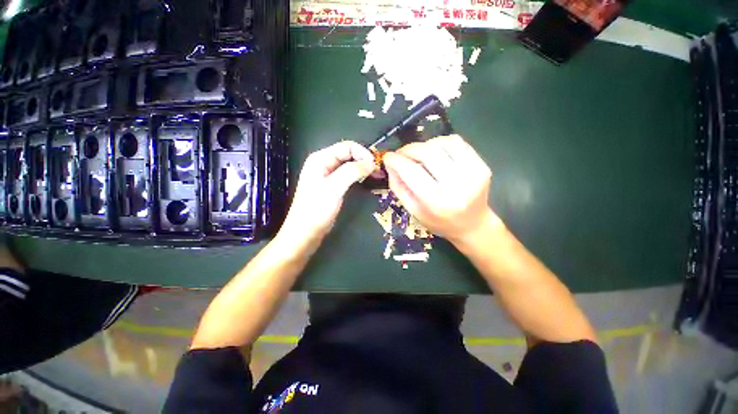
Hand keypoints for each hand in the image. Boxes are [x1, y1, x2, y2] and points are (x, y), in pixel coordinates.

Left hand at [281, 141, 376, 242]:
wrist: (305, 232)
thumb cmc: (316, 209)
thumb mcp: (334, 188)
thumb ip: (352, 172)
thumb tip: (371, 163)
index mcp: (320, 158)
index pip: (347, 146)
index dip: (363, 153)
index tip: (375, 166)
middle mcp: (323, 163)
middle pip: (348, 154)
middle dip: (364, 160)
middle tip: (378, 171)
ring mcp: (327, 174)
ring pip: (349, 164)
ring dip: (362, 168)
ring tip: (375, 175)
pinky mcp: (331, 185)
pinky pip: (347, 174)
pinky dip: (358, 175)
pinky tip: (365, 180)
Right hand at [383, 135, 501, 245]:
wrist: (472, 225)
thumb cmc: (439, 221)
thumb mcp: (413, 211)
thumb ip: (399, 187)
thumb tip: (390, 163)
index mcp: (437, 202)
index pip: (412, 172)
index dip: (396, 161)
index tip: (387, 157)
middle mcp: (457, 186)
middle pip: (428, 154)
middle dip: (408, 149)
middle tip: (400, 153)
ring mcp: (473, 173)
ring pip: (443, 144)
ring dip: (424, 144)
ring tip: (417, 153)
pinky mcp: (482, 165)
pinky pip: (458, 143)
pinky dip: (440, 142)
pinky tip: (434, 151)